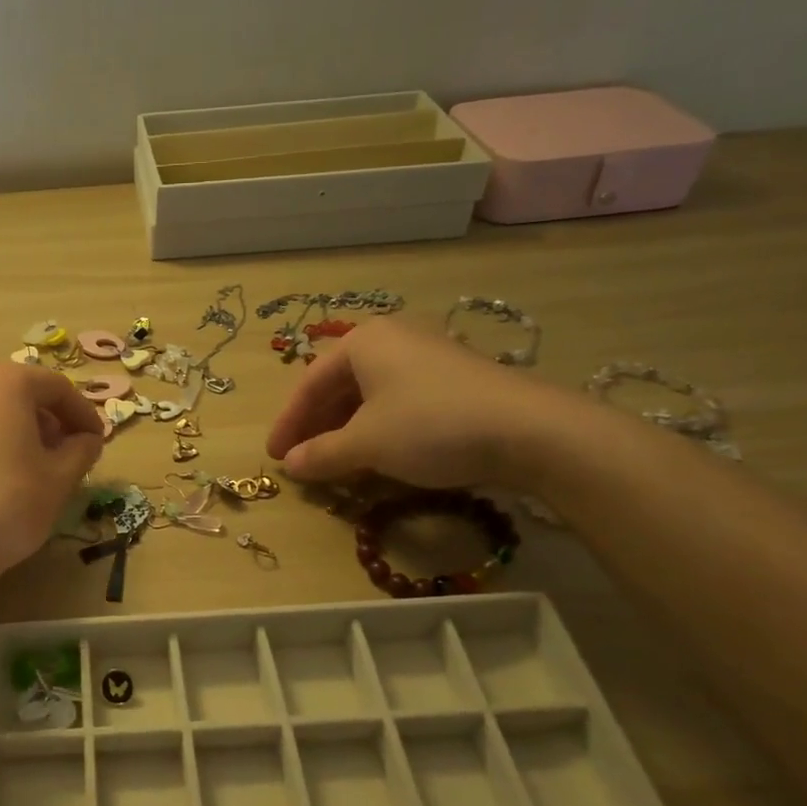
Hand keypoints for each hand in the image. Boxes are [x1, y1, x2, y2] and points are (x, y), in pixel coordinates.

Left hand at [0, 363, 103, 592]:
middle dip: (43, 421)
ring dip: (7, 434)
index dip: (83, 413)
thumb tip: (86, 440)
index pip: (55, 387)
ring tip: (20, 472)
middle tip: (61, 455)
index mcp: (3, 384)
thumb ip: (81, 451)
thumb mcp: (58, 481)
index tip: (96, 441)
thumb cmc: (5, 508)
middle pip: (14, 395)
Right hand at [265, 318, 584, 490]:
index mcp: (363, 341)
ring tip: (336, 462)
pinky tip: (379, 455)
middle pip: (339, 385)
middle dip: (317, 426)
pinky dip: (379, 428)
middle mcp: (393, 339)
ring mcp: (427, 356)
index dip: (288, 423)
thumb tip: (290, 466)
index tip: (275, 456)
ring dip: (347, 430)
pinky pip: (399, 401)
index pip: (309, 383)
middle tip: (302, 460)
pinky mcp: (454, 379)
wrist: (531, 430)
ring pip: (370, 395)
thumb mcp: (367, 444)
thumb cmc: (430, 426)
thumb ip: (321, 454)